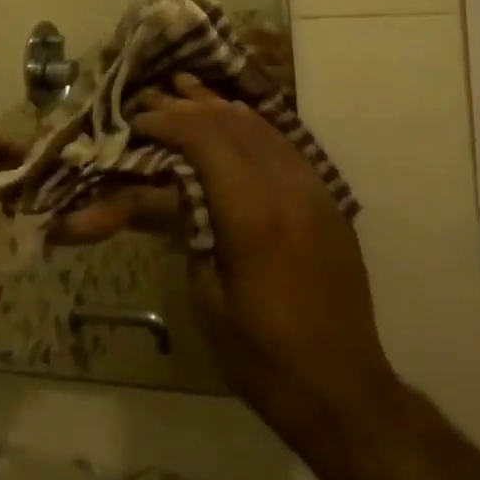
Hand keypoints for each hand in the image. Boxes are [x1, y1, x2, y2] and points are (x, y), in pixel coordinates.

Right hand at [134, 75, 402, 460]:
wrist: (340, 386)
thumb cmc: (261, 354)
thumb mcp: (206, 295)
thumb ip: (186, 230)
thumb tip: (164, 190)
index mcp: (252, 214)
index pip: (206, 140)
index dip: (169, 122)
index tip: (139, 119)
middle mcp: (288, 188)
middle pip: (235, 125)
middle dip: (191, 107)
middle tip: (157, 99)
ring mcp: (316, 191)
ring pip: (266, 128)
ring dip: (224, 109)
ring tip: (191, 92)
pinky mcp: (330, 201)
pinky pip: (289, 147)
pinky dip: (256, 127)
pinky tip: (239, 121)